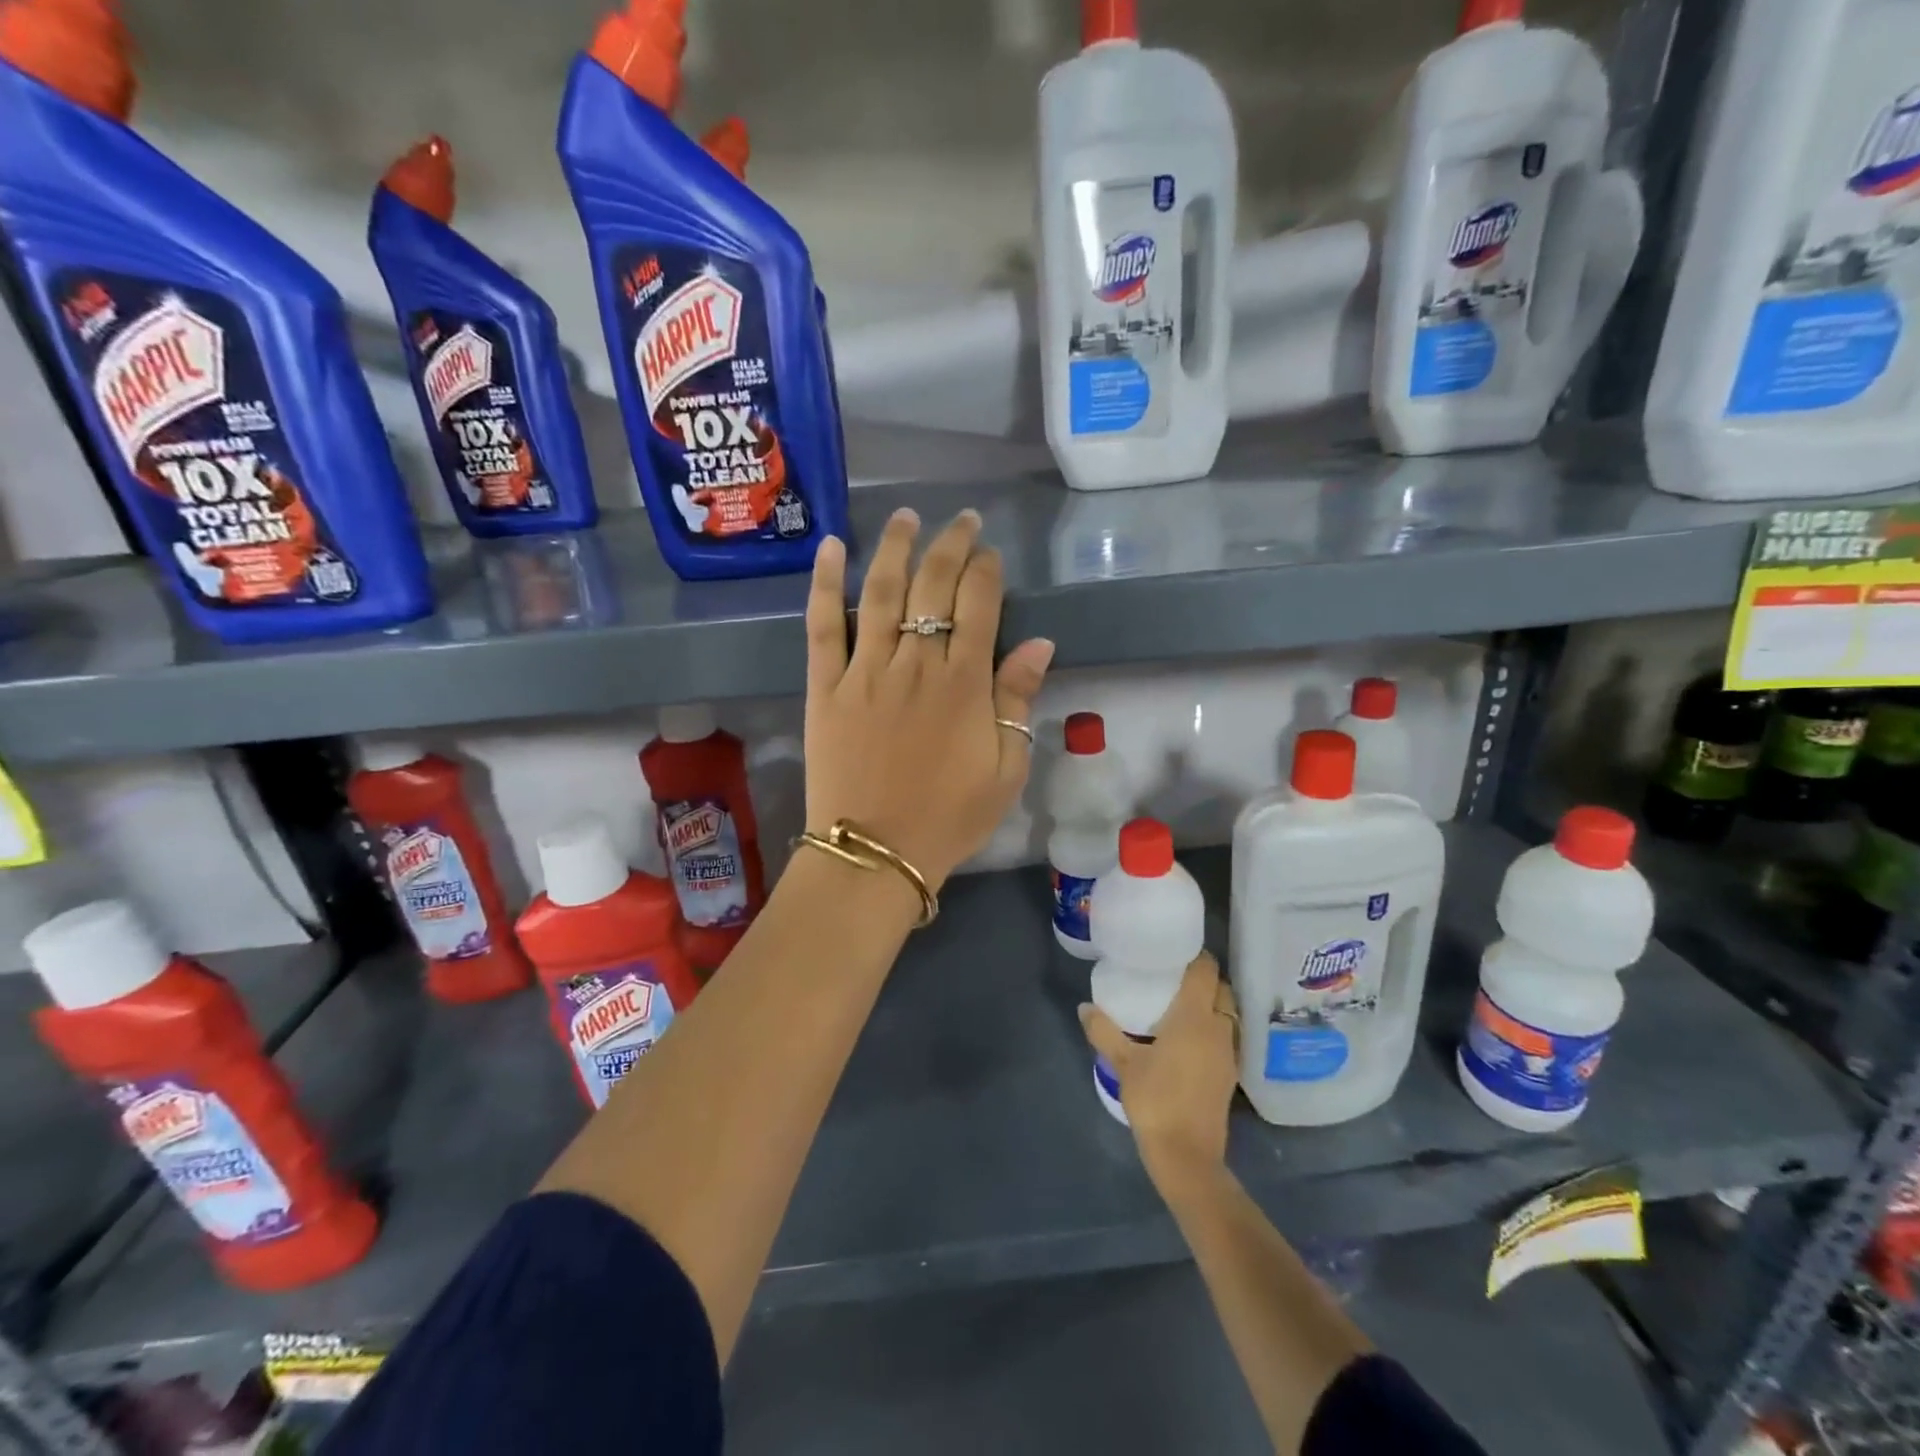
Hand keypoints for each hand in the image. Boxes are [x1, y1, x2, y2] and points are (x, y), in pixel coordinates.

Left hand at [804, 509, 1054, 890]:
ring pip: (881, 591)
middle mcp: (915, 664)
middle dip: (951, 545)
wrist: (875, 853)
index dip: (986, 570)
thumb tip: (1041, 643)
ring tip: (907, 516)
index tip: (990, 553)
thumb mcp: (1005, 770)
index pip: (979, 605)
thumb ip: (1018, 702)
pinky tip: (831, 545)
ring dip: (895, 546)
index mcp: (964, 685)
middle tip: (962, 520)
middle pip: (933, 586)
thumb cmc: (949, 817)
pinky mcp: (826, 685)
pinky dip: (824, 582)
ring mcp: (865, 670)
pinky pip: (822, 625)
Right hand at [1080, 953, 1239, 1187]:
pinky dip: (1213, 1026)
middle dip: (1203, 978)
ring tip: (1180, 1002)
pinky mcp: (1229, 1074)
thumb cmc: (1155, 1101)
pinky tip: (1189, 1036)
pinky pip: (1226, 1035)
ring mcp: (1228, 1053)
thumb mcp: (1123, 1063)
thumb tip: (1084, 1007)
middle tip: (1174, 975)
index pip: (1206, 971)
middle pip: (1221, 989)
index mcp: (1195, 1017)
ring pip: (1227, 1013)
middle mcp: (1218, 1028)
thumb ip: (1103, 1031)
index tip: (1175, 949)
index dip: (1195, 955)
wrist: (1187, 1156)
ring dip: (1211, 1002)